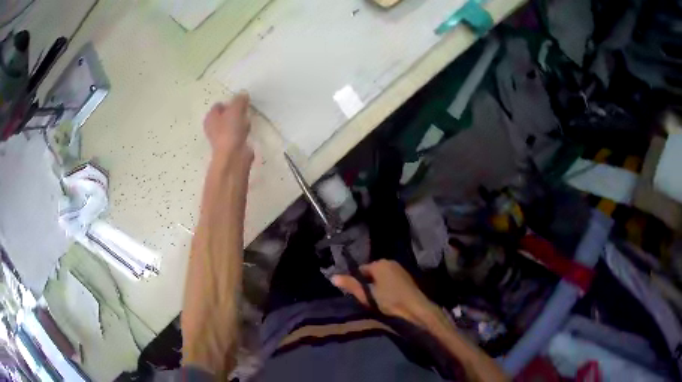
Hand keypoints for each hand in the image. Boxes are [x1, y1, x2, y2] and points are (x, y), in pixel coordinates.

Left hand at [203, 92, 253, 165]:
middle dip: (234, 112)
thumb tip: (243, 93)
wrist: (233, 156)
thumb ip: (239, 100)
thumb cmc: (230, 131)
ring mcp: (221, 138)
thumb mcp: (236, 109)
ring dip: (239, 122)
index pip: (218, 105)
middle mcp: (213, 127)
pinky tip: (248, 132)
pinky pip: (237, 135)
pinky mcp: (230, 146)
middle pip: (225, 115)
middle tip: (244, 110)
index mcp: (210, 117)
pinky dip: (242, 132)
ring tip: (247, 121)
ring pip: (231, 125)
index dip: (229, 102)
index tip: (240, 102)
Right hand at [332, 260, 437, 327]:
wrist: (415, 308)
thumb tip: (333, 277)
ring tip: (377, 300)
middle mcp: (390, 262)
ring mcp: (400, 269)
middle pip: (372, 273)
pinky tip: (389, 298)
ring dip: (378, 286)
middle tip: (367, 299)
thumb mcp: (367, 295)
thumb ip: (350, 285)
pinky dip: (387, 287)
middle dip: (368, 284)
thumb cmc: (390, 301)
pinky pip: (391, 280)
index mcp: (379, 263)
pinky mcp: (406, 277)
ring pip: (382, 277)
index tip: (357, 294)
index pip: (361, 270)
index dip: (357, 282)